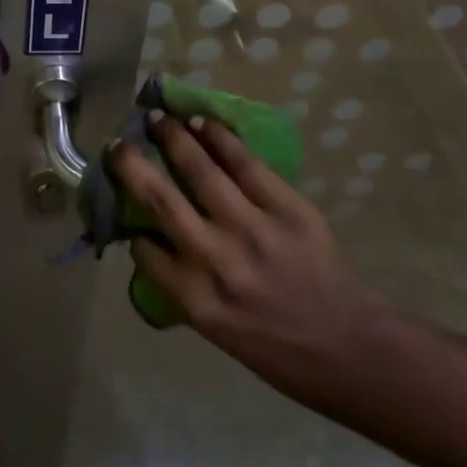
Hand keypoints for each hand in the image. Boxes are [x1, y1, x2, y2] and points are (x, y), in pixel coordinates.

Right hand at [110, 111, 385, 404]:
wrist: (348, 347)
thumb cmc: (276, 348)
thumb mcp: (216, 329)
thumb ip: (182, 283)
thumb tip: (155, 240)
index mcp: (195, 300)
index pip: (144, 250)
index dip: (131, 225)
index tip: (126, 205)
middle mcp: (216, 260)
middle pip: (160, 200)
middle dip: (133, 165)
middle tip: (119, 142)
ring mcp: (252, 229)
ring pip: (199, 169)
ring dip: (173, 137)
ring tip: (158, 118)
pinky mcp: (286, 207)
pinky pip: (244, 162)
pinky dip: (219, 137)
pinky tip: (201, 123)